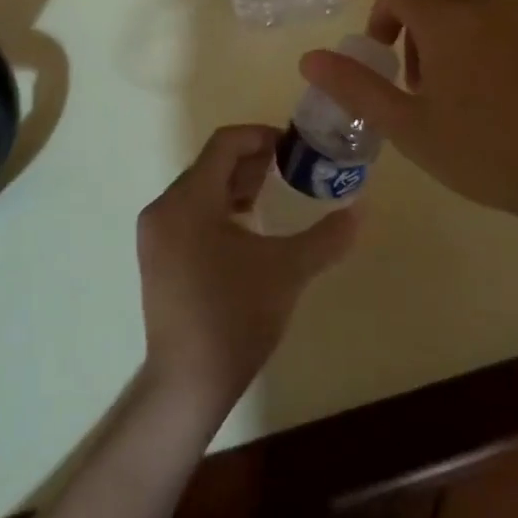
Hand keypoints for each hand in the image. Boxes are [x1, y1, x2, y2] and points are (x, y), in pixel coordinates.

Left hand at [136, 126, 356, 423]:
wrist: (189, 381)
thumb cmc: (236, 316)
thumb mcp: (288, 271)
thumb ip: (326, 236)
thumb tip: (361, 209)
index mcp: (188, 201)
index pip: (223, 144)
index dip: (260, 136)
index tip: (293, 147)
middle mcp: (164, 209)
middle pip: (210, 165)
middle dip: (252, 161)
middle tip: (291, 169)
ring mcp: (156, 235)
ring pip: (200, 190)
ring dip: (237, 185)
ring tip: (274, 194)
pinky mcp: (157, 257)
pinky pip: (190, 214)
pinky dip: (220, 208)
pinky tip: (249, 228)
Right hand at [298, 0, 517, 237]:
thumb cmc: (487, 152)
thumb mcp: (409, 127)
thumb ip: (356, 86)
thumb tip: (309, 58)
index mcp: (449, 17)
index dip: (382, 18)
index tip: (387, 59)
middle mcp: (492, 1)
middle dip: (419, 34)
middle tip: (425, 89)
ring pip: (479, 10)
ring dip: (459, 39)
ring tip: (468, 96)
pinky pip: (516, 25)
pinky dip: (499, 45)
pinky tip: (512, 97)